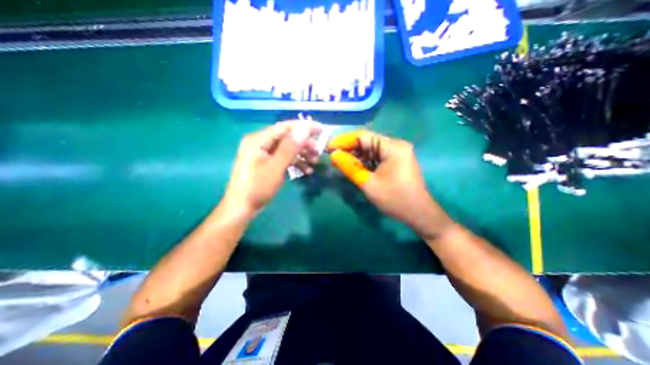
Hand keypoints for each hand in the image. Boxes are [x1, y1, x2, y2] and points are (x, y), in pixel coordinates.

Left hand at [224, 121, 321, 216]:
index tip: (321, 130)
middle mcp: (260, 143)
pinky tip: (306, 170)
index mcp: (259, 139)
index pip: (285, 127)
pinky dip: (295, 162)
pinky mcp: (267, 162)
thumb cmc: (257, 187)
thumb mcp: (275, 167)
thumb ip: (289, 147)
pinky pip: (283, 158)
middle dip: (304, 144)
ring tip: (315, 162)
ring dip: (302, 154)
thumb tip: (304, 129)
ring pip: (287, 148)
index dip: (304, 127)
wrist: (242, 207)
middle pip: (287, 137)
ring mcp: (263, 153)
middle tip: (318, 152)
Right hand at [327, 131, 452, 239]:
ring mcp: (397, 153)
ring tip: (338, 162)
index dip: (344, 140)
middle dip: (348, 148)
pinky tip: (352, 165)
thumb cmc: (395, 199)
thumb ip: (350, 167)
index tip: (329, 147)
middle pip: (367, 141)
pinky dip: (364, 161)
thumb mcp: (368, 183)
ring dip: (355, 155)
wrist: (419, 214)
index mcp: (393, 147)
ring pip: (370, 149)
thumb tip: (333, 155)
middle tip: (332, 157)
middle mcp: (396, 145)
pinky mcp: (396, 161)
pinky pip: (376, 157)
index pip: (363, 136)